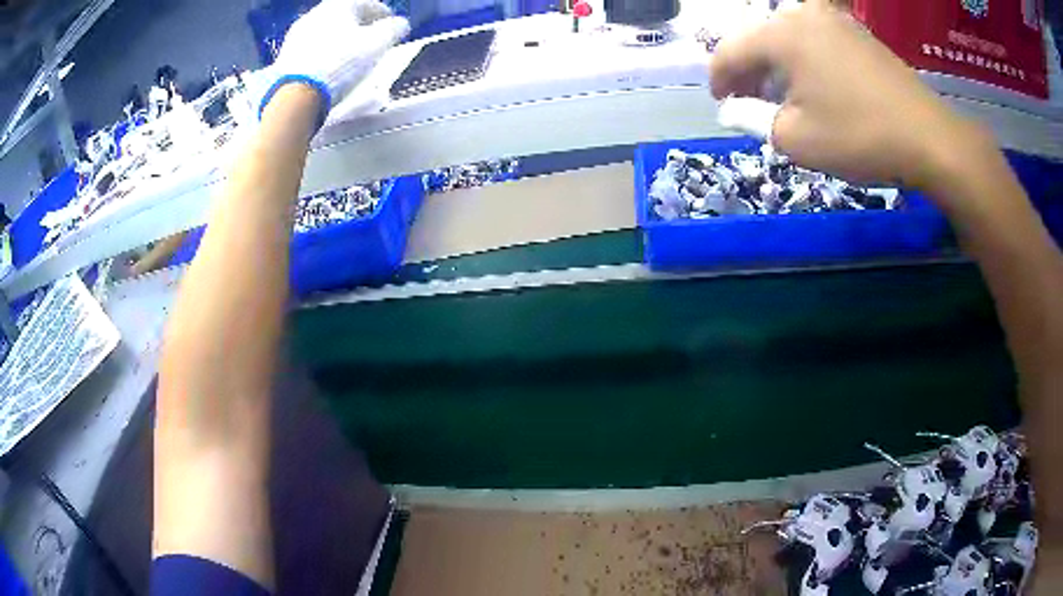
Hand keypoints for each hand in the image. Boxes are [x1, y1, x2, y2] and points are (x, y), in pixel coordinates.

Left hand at [263, 0, 408, 119]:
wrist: (296, 94)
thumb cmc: (340, 63)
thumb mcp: (377, 44)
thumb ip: (393, 29)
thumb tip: (399, 24)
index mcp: (339, 5)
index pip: (367, 2)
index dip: (383, 13)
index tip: (392, 26)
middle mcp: (316, 12)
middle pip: (344, 15)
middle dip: (359, 25)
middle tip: (371, 40)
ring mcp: (297, 33)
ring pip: (326, 31)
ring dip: (340, 39)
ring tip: (350, 55)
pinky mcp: (285, 54)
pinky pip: (311, 47)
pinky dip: (323, 52)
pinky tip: (329, 66)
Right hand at [711, 1, 992, 192]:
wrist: (929, 138)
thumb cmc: (859, 136)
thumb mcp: (797, 138)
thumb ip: (753, 119)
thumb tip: (734, 110)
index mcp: (783, 35)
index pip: (731, 50)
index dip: (719, 79)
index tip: (720, 103)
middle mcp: (805, 16)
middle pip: (760, 39)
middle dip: (749, 72)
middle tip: (749, 102)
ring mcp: (836, 21)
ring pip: (789, 38)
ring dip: (777, 65)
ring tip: (781, 95)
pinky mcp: (859, 34)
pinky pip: (817, 41)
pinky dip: (805, 61)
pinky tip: (814, 85)